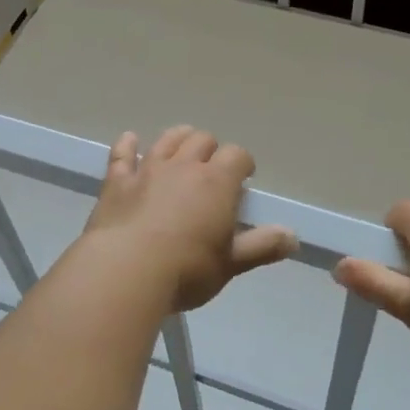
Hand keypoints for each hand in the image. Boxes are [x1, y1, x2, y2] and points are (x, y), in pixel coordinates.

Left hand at [82, 126, 296, 312]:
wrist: (126, 271)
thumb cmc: (186, 269)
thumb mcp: (231, 264)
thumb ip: (262, 246)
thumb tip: (292, 236)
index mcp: (217, 182)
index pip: (237, 155)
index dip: (243, 163)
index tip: (244, 178)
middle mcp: (184, 166)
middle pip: (202, 140)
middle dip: (211, 150)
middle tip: (212, 170)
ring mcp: (148, 170)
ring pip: (167, 139)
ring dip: (179, 138)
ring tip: (183, 147)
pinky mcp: (117, 181)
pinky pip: (122, 154)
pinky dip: (127, 145)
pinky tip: (130, 140)